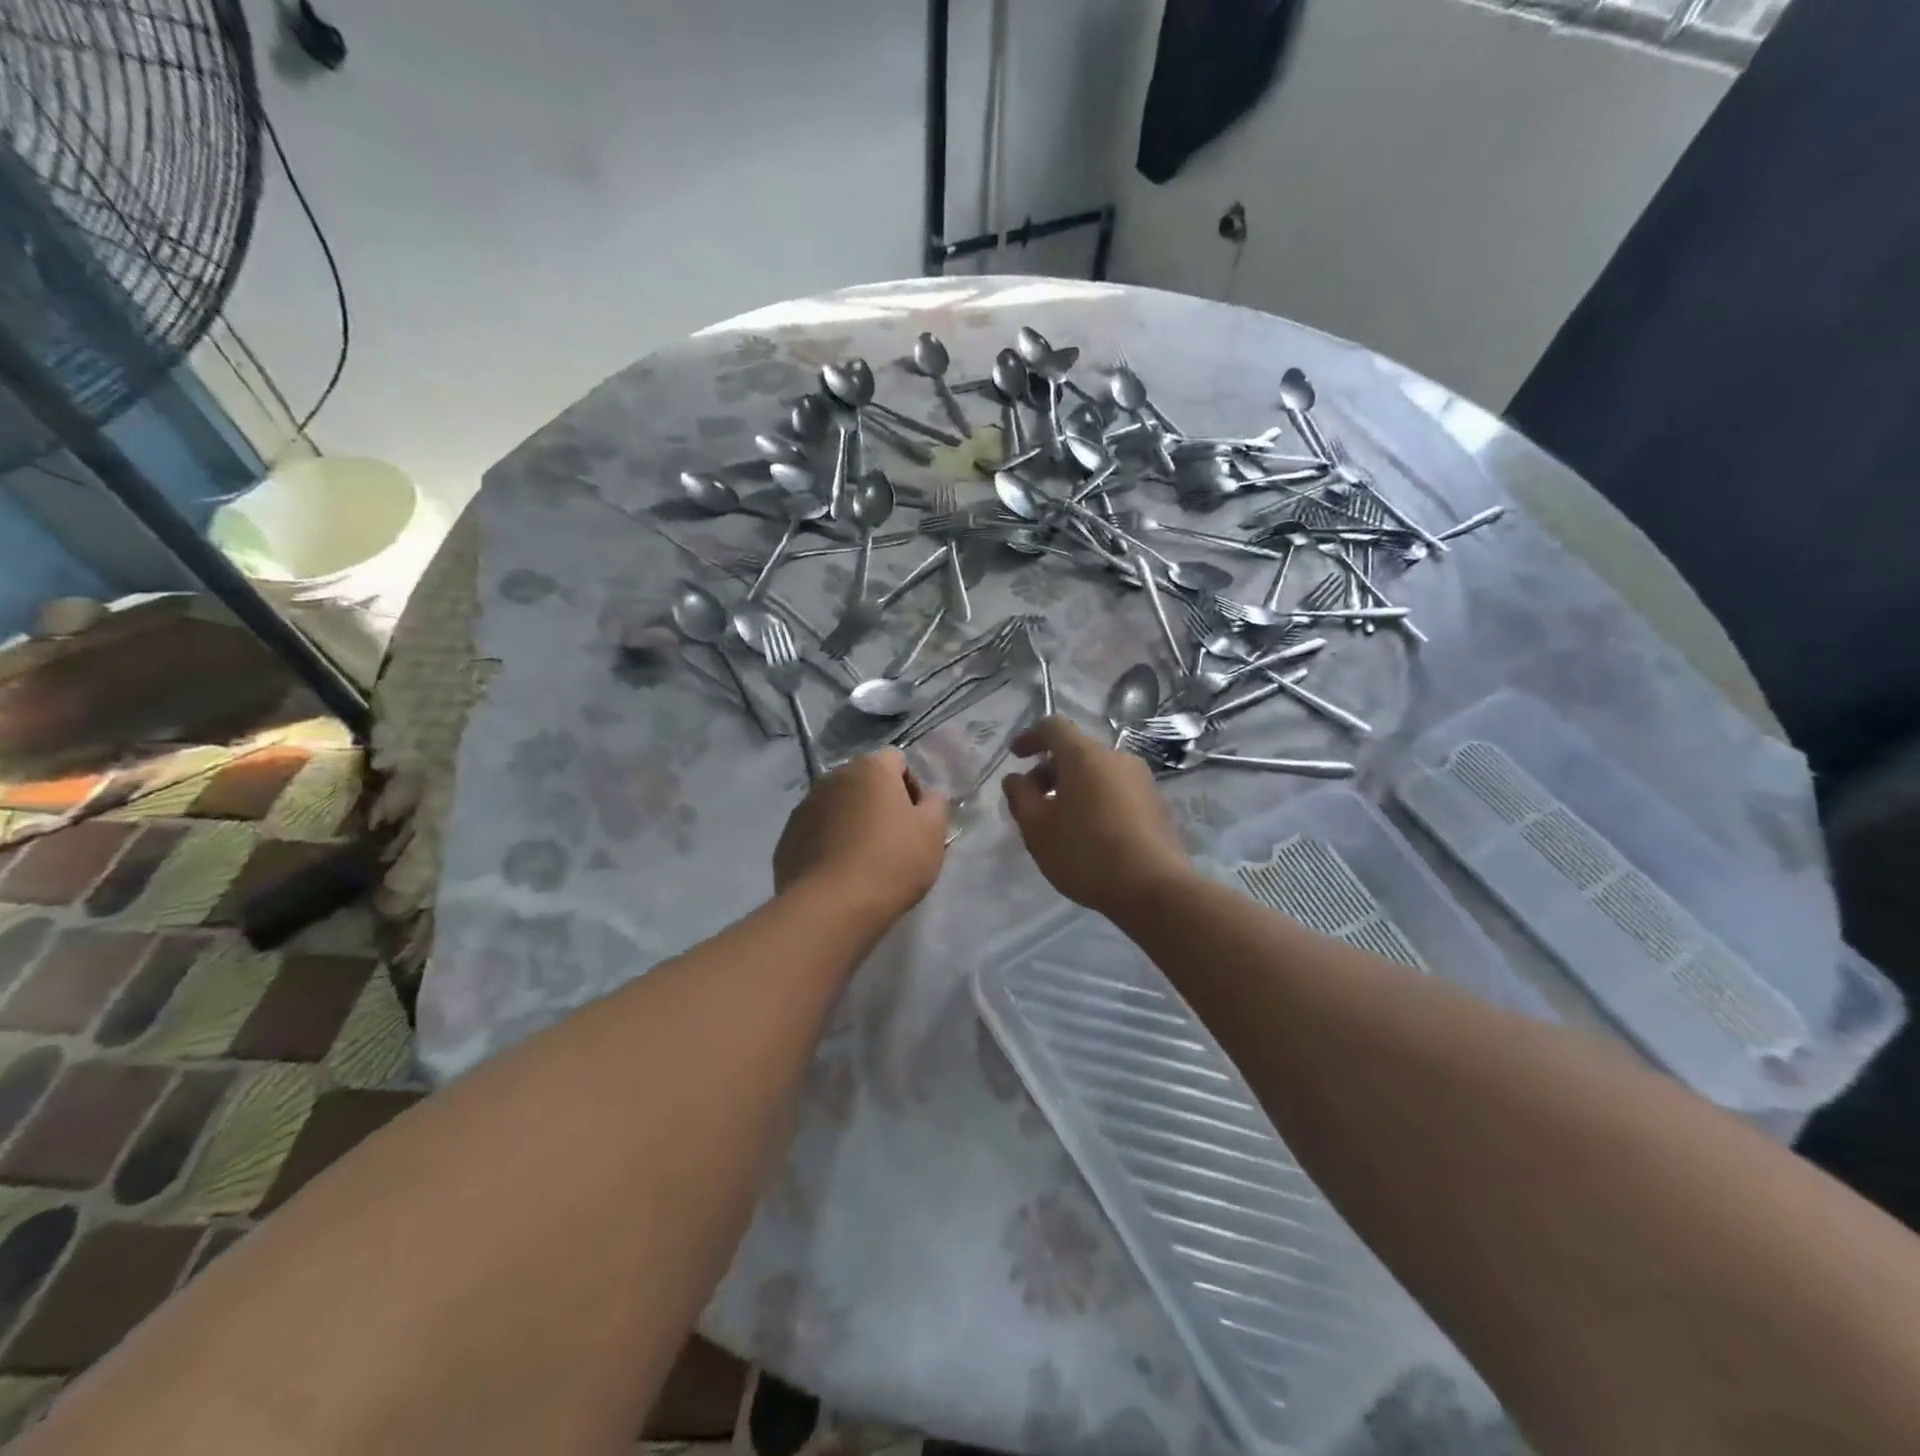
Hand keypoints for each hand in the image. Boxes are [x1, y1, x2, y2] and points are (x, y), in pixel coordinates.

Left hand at [773, 749, 947, 922]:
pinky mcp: (788, 835)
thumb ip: (935, 804)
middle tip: (893, 840)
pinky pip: (817, 831)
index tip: (915, 819)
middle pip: (864, 782)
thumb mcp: (933, 832)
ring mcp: (805, 805)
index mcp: (871, 768)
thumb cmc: (891, 863)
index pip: (896, 760)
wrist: (830, 908)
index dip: (910, 786)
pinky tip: (839, 872)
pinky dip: (829, 842)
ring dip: (852, 821)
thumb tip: (925, 797)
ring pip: (838, 806)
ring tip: (863, 860)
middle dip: (879, 803)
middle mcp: (833, 777)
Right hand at [1002, 716, 1193, 916]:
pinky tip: (1091, 834)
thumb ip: (1020, 797)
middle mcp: (1117, 758)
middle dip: (1050, 771)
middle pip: (1077, 752)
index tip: (1015, 757)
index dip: (1030, 737)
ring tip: (1061, 822)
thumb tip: (1016, 779)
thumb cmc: (1086, 852)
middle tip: (1033, 802)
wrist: (1154, 888)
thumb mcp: (1038, 829)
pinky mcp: (1157, 805)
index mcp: (1085, 756)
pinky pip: (1117, 791)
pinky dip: (1097, 801)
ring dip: (1074, 788)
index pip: (1053, 727)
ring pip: (1098, 773)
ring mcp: (1142, 781)